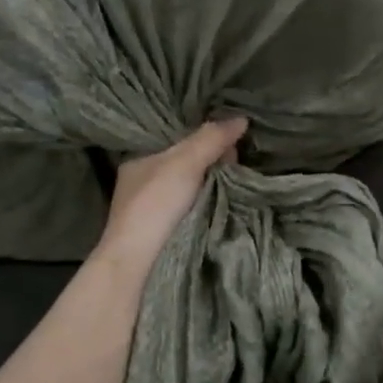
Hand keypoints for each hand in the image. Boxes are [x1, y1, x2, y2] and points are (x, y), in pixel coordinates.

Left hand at [94, 119, 247, 278]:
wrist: (139, 264)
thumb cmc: (155, 205)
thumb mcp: (184, 163)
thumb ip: (211, 139)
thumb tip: (242, 118)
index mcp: (140, 160)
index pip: (177, 138)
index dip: (204, 135)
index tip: (231, 137)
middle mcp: (145, 181)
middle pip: (189, 162)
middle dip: (214, 160)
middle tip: (239, 160)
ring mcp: (156, 209)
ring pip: (194, 187)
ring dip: (216, 184)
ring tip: (242, 179)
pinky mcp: (168, 232)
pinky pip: (197, 208)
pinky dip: (213, 204)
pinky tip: (231, 201)